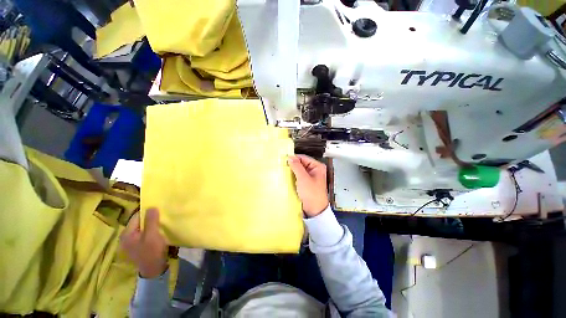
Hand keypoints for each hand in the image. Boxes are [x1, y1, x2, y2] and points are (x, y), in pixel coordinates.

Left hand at [120, 208, 167, 277]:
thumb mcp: (152, 235)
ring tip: (161, 223)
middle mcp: (125, 237)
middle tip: (161, 216)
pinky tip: (157, 232)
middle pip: (138, 222)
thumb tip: (151, 206)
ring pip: (141, 228)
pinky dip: (150, 231)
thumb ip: (151, 220)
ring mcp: (130, 242)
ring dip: (150, 225)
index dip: (147, 212)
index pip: (136, 216)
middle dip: (149, 218)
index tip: (159, 209)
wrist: (154, 270)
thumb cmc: (152, 251)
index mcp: (126, 233)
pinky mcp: (137, 246)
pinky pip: (143, 234)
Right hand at [288, 154, 328, 216]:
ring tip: (283, 172)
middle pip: (301, 164)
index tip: (284, 160)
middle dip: (292, 165)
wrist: (315, 211)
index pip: (303, 158)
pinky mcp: (306, 183)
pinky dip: (293, 177)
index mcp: (317, 167)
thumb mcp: (303, 178)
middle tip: (282, 166)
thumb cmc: (312, 194)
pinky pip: (298, 177)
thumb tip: (290, 157)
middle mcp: (314, 170)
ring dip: (292, 172)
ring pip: (299, 171)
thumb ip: (297, 166)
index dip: (294, 158)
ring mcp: (310, 177)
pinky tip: (287, 178)